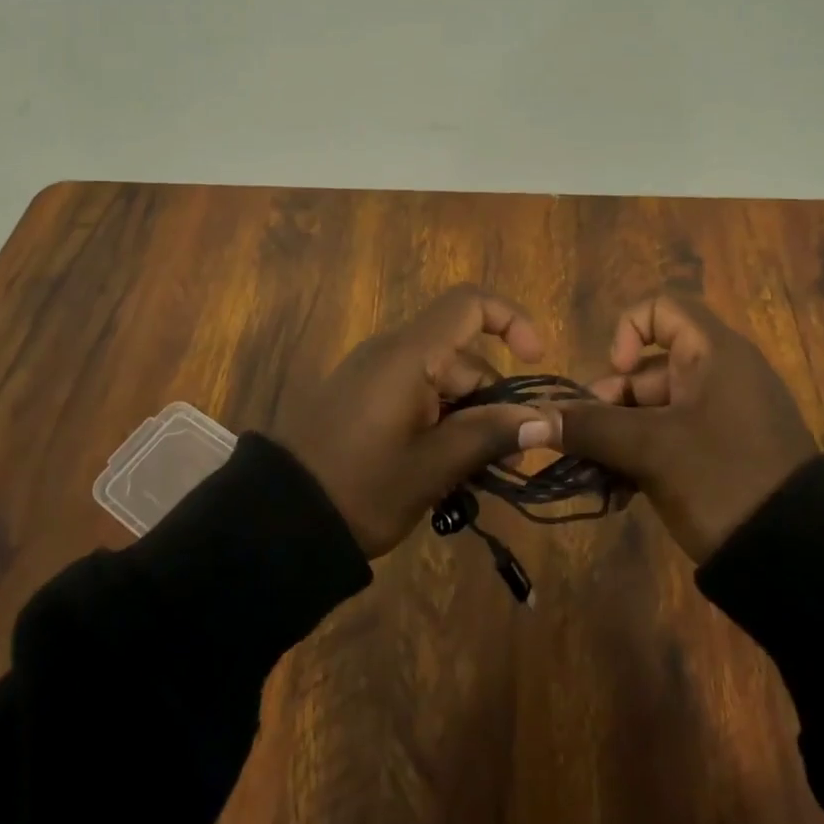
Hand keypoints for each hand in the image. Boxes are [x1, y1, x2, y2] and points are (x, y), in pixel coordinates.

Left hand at [269, 286, 551, 556]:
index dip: (510, 320)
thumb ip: (490, 434)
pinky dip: (440, 424)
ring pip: (442, 382)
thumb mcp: (433, 467)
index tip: (536, 361)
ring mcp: (375, 374)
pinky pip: (416, 396)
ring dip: (468, 420)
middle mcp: (393, 352)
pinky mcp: (364, 397)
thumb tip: (546, 418)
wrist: (278, 518)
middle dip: (493, 401)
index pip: (468, 304)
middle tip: (510, 461)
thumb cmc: (361, 487)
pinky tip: (447, 471)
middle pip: (462, 356)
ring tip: (479, 478)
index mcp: (409, 354)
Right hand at [540, 292, 817, 562]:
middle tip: (587, 442)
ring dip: (619, 437)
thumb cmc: (724, 479)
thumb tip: (531, 418)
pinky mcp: (726, 454)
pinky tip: (620, 493)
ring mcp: (725, 417)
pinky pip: (672, 439)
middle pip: (649, 368)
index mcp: (714, 354)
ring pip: (655, 409)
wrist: (804, 564)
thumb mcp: (651, 450)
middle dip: (610, 402)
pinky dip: (643, 457)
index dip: (628, 331)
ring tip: (599, 477)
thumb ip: (589, 427)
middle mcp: (721, 375)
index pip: (661, 309)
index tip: (616, 374)